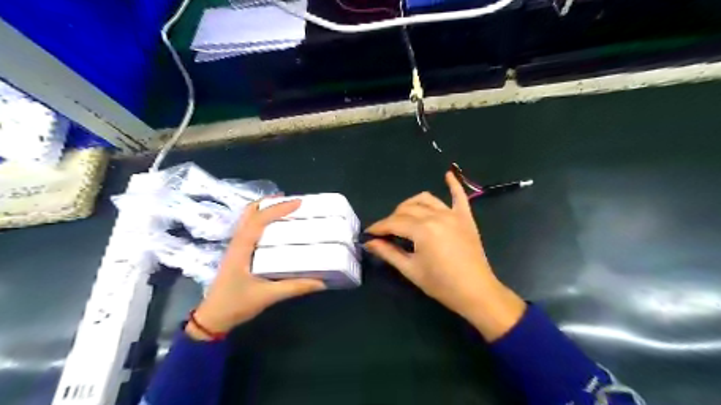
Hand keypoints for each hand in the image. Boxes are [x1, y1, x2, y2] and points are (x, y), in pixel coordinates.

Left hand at [185, 201, 323, 339]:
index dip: (279, 209)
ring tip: (286, 209)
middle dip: (270, 203)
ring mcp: (236, 246)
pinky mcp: (238, 252)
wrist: (212, 318)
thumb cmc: (236, 304)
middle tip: (292, 202)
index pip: (259, 220)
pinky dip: (263, 220)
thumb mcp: (267, 296)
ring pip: (248, 218)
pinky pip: (250, 228)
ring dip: (266, 209)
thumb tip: (321, 282)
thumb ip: (294, 287)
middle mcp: (237, 242)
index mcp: (242, 248)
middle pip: (250, 212)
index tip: (299, 202)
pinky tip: (276, 228)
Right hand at [367, 170, 524, 341]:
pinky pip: (459, 196)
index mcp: (422, 230)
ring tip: (403, 215)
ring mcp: (453, 215)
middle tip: (385, 232)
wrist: (476, 292)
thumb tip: (369, 243)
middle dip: (391, 219)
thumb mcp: (411, 270)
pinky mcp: (466, 218)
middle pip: (407, 210)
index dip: (378, 227)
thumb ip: (388, 252)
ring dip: (411, 204)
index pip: (393, 223)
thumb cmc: (441, 284)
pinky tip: (447, 175)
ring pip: (426, 199)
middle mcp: (436, 216)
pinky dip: (453, 184)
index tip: (368, 233)